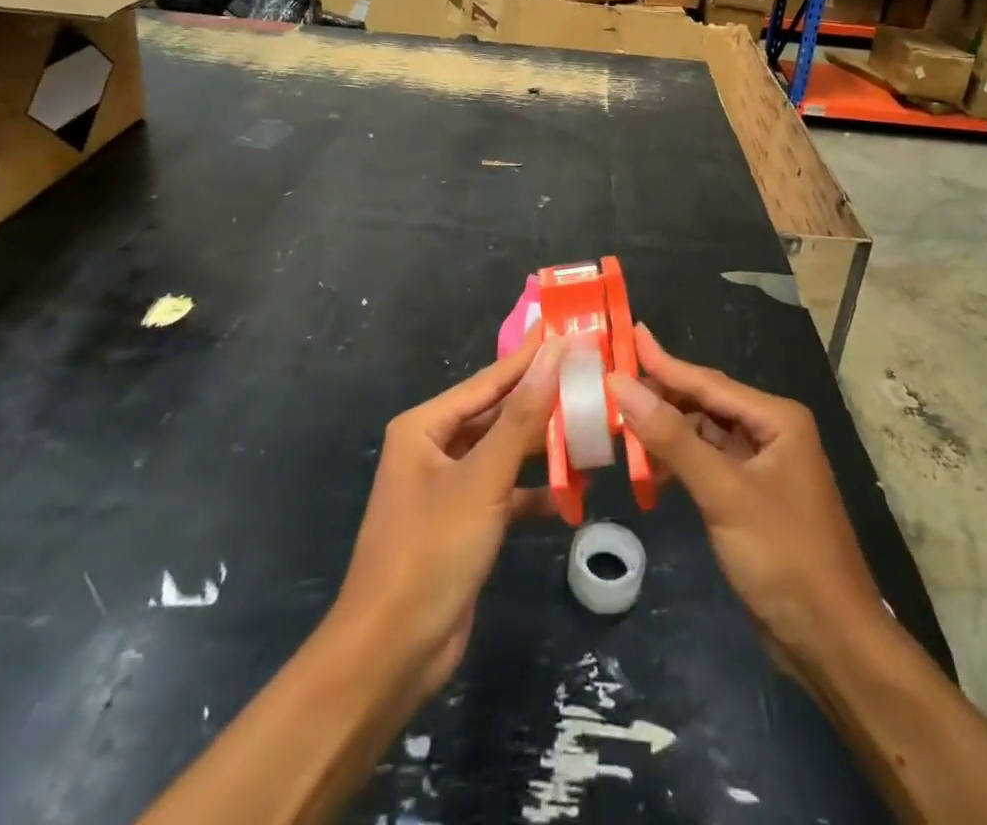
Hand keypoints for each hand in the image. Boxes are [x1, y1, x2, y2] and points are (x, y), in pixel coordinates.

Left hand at [330, 329, 564, 699]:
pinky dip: (536, 491)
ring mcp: (451, 487)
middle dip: (543, 402)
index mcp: (426, 426)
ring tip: (595, 429)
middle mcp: (435, 448)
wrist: (392, 654)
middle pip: (499, 414)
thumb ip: (522, 416)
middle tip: (593, 379)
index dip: (532, 357)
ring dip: (544, 448)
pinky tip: (575, 491)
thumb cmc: (431, 551)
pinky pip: (507, 491)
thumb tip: (554, 353)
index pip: (490, 380)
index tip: (572, 332)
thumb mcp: (482, 478)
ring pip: (506, 453)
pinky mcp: (465, 523)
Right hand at [611, 325, 882, 676]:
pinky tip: (649, 470)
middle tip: (612, 382)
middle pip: (705, 404)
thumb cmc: (784, 556)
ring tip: (620, 423)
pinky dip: (678, 464)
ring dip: (666, 433)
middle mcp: (771, 433)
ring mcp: (762, 467)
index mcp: (776, 419)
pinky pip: (707, 465)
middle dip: (661, 396)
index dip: (663, 362)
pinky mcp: (750, 498)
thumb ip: (671, 438)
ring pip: (704, 436)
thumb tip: (621, 385)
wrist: (831, 643)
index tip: (628, 335)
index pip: (708, 382)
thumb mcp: (723, 492)